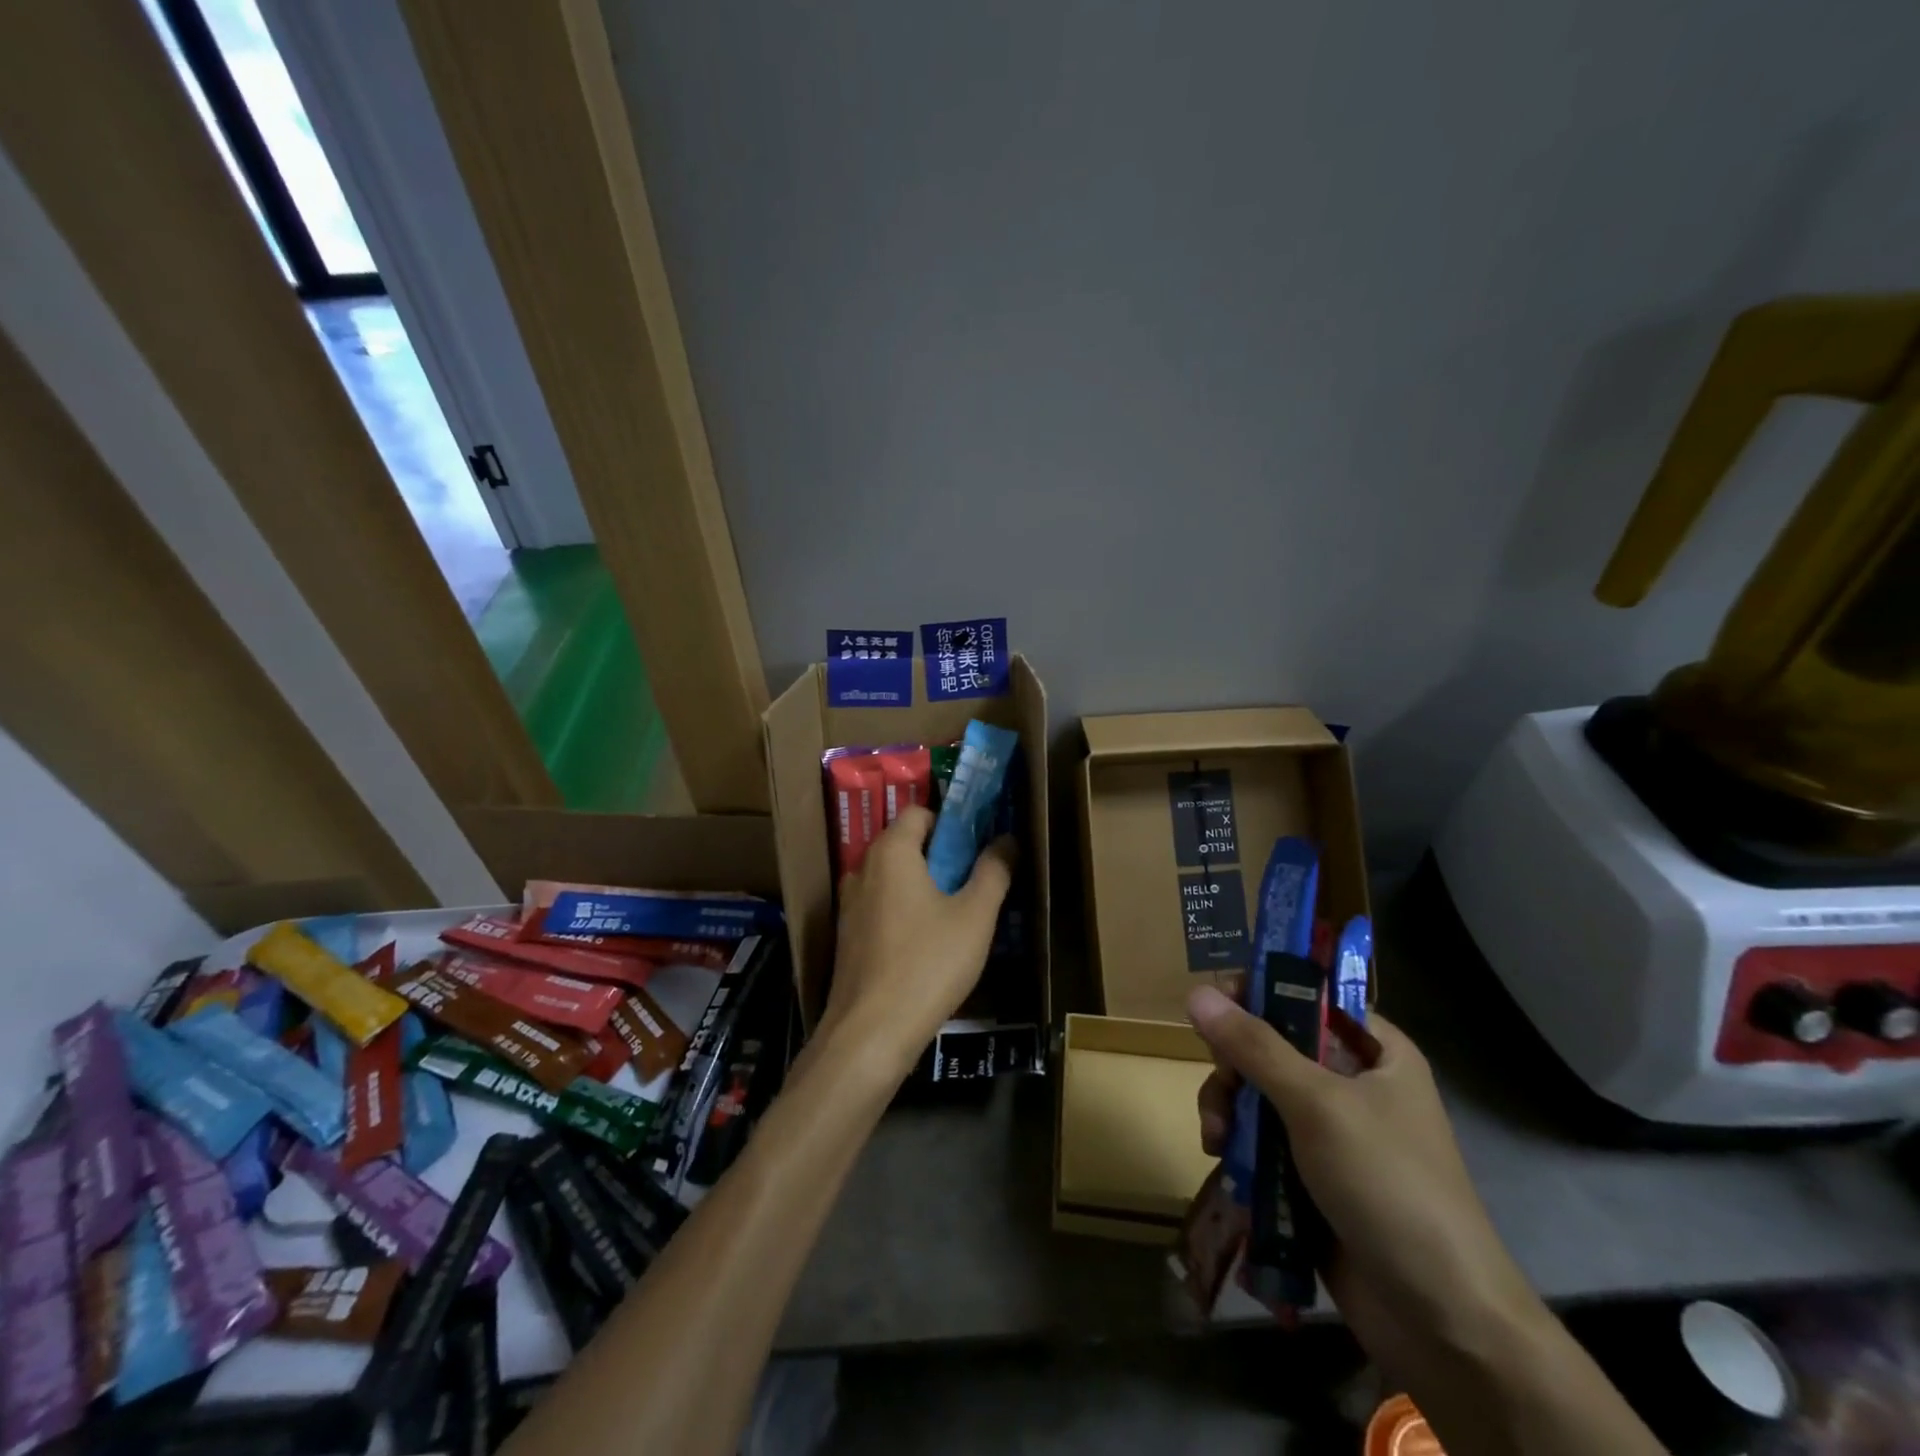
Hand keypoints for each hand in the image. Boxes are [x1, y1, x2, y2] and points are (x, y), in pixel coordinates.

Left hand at [826, 806, 1013, 1074]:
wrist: (871, 1033)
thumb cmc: (928, 964)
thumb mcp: (974, 916)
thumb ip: (993, 872)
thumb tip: (1006, 840)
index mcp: (891, 853)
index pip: (918, 812)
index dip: (950, 822)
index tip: (978, 845)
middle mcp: (862, 870)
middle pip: (905, 844)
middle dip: (941, 856)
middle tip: (975, 880)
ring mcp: (849, 906)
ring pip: (893, 879)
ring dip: (924, 886)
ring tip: (957, 914)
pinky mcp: (847, 938)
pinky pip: (881, 907)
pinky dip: (905, 911)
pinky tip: (928, 944)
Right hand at [1188, 987, 1548, 1391]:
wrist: (1441, 1320)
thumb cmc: (1390, 1187)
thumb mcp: (1318, 1105)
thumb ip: (1255, 1047)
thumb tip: (1196, 992)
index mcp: (1374, 1051)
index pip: (1307, 994)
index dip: (1259, 990)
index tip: (1214, 1004)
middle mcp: (1351, 1081)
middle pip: (1271, 1044)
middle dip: (1234, 1065)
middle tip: (1221, 1086)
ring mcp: (1329, 1130)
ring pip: (1257, 1092)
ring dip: (1229, 1108)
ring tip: (1217, 1138)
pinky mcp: (1310, 1173)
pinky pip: (1260, 1138)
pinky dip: (1238, 1144)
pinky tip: (1223, 1160)